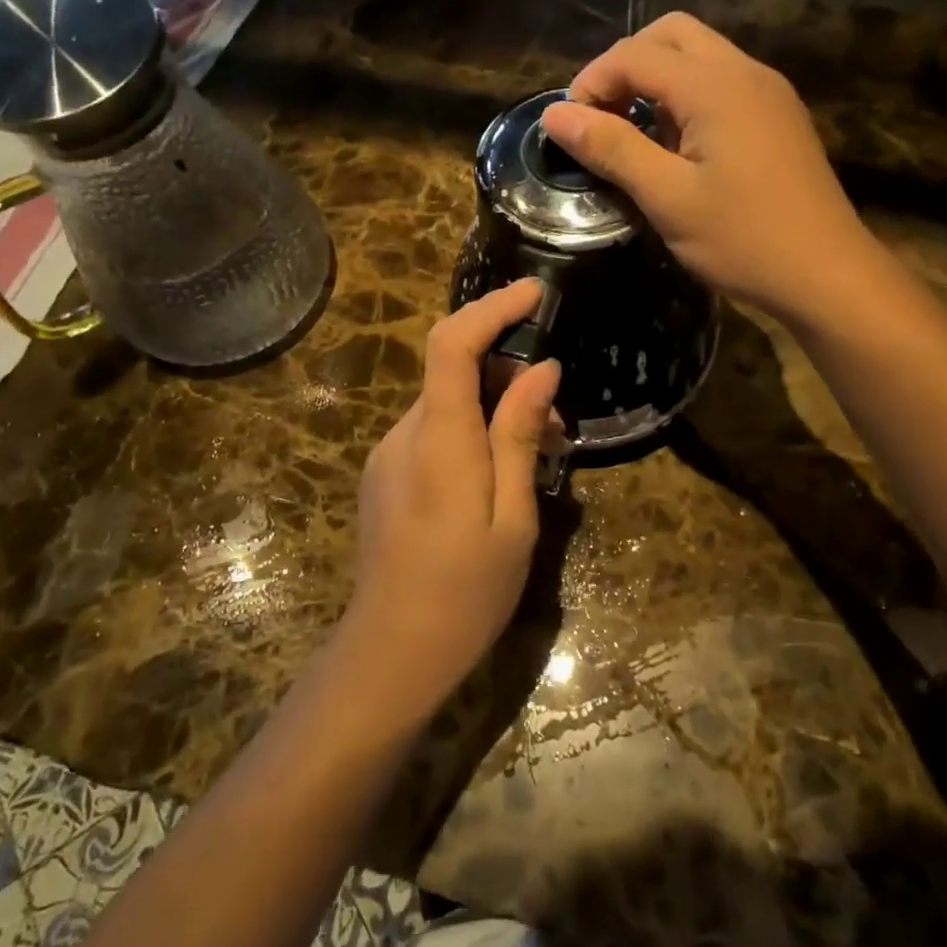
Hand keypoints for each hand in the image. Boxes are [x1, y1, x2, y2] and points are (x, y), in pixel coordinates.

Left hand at [340, 280, 561, 723]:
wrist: (391, 654)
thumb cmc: (466, 593)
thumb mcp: (514, 516)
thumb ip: (520, 436)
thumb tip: (541, 369)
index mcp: (439, 440)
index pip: (452, 344)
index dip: (491, 308)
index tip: (535, 292)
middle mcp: (404, 434)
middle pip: (455, 371)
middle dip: (512, 377)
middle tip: (560, 424)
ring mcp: (388, 454)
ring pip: (448, 404)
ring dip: (496, 410)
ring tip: (542, 456)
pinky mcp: (386, 474)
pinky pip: (435, 432)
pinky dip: (473, 432)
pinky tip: (501, 475)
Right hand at [539, 12, 875, 321]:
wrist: (827, 275)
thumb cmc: (743, 240)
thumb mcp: (667, 198)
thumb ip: (611, 149)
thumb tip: (554, 115)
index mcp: (716, 86)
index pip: (636, 54)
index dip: (592, 81)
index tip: (568, 127)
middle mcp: (746, 72)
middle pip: (672, 35)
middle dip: (626, 66)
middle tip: (602, 118)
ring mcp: (769, 93)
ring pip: (700, 56)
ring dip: (657, 81)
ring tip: (635, 135)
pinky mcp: (779, 117)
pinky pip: (723, 83)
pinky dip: (687, 97)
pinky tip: (679, 147)